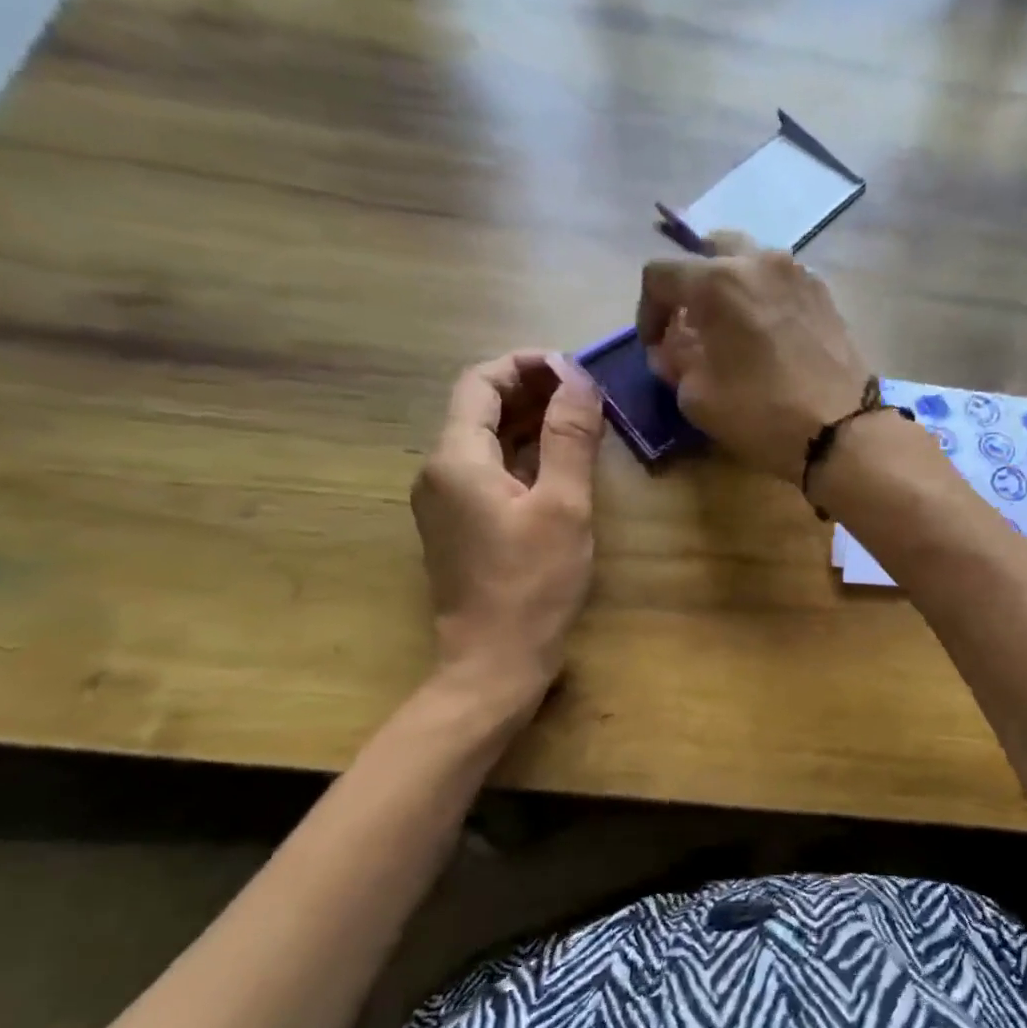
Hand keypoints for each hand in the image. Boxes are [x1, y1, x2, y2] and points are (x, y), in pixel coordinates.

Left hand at [412, 352, 603, 703]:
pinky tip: (561, 462)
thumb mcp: (563, 506)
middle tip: (587, 393)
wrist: (494, 662)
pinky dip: (524, 454)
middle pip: (480, 408)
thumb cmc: (533, 584)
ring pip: (486, 440)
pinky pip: (489, 471)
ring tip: (582, 420)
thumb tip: (577, 376)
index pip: (480, 382)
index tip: (574, 369)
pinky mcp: (460, 525)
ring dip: (531, 422)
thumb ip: (569, 437)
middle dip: (532, 390)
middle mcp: (439, 472)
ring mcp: (446, 501)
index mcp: (456, 459)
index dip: (526, 365)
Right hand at [638, 231, 869, 482]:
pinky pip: (781, 282)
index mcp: (719, 281)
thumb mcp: (698, 397)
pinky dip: (763, 298)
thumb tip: (670, 350)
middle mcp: (759, 261)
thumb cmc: (762, 413)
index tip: (655, 346)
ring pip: (750, 261)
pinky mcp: (825, 294)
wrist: (843, 430)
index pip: (661, 274)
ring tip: (730, 329)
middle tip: (690, 325)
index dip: (647, 310)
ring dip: (730, 287)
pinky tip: (766, 335)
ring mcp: (798, 274)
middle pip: (710, 250)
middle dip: (691, 285)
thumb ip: (674, 363)